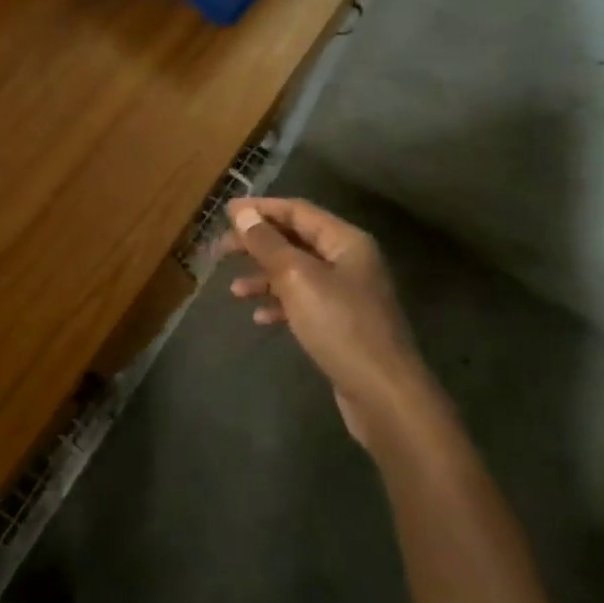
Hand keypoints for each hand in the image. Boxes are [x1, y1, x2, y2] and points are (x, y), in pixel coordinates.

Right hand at [219, 197, 429, 448]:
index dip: (261, 209)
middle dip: (257, 243)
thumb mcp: (298, 278)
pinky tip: (260, 317)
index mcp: (346, 241)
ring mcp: (347, 294)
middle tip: (221, 250)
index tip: (226, 212)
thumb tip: (243, 214)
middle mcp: (349, 261)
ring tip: (234, 290)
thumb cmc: (340, 325)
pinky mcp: (342, 324)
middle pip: (295, 240)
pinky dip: (280, 304)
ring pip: (297, 273)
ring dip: (264, 277)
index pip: (298, 211)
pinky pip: (304, 302)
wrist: (383, 393)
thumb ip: (268, 244)